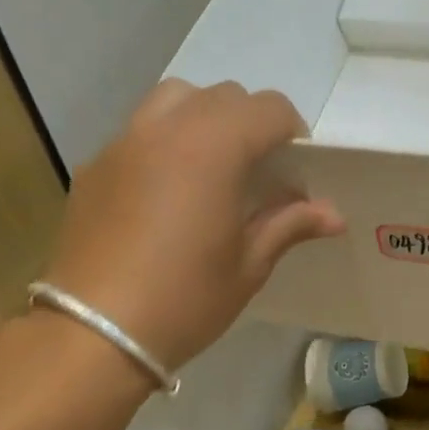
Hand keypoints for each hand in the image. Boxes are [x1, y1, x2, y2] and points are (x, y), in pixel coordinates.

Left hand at [42, 80, 342, 369]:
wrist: (95, 332)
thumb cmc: (185, 298)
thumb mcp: (249, 265)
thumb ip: (289, 225)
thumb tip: (333, 215)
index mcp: (214, 147)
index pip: (269, 108)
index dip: (292, 133)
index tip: (293, 173)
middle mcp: (167, 128)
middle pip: (223, 96)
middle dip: (250, 124)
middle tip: (256, 173)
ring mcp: (124, 142)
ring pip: (174, 100)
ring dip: (203, 119)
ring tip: (208, 168)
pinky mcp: (94, 165)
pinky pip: (138, 132)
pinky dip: (163, 143)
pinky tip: (163, 194)